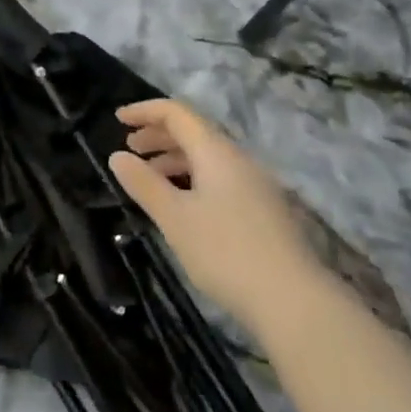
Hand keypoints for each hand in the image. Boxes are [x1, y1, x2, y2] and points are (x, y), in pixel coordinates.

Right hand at [109, 99, 317, 337]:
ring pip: (208, 157)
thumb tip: (117, 156)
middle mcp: (238, 158)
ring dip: (174, 158)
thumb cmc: (225, 252)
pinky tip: (182, 204)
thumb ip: (144, 184)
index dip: (145, 111)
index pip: (177, 113)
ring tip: (149, 178)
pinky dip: (192, 178)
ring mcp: (255, 184)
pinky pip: (220, 178)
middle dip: (158, 135)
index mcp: (216, 151)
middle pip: (194, 132)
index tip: (117, 119)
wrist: (293, 300)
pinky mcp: (263, 209)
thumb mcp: (175, 218)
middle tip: (129, 148)